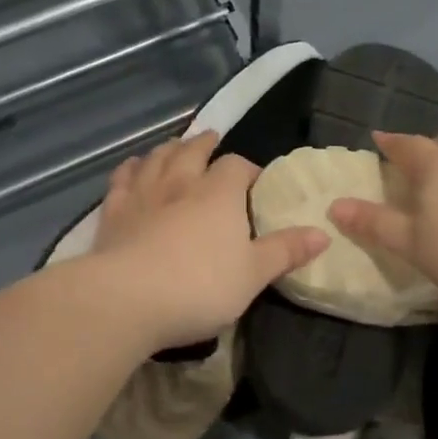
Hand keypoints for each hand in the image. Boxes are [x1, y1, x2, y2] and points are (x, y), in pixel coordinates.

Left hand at [93, 132, 328, 350]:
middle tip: (210, 140)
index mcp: (219, 193)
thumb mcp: (254, 274)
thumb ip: (286, 251)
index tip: (253, 180)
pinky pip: (122, 179)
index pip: (236, 166)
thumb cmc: (201, 286)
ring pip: (156, 158)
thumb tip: (324, 233)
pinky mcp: (112, 211)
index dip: (246, 169)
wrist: (129, 298)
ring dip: (168, 149)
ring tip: (174, 147)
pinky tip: (132, 168)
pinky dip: (130, 169)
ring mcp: (143, 193)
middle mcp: (181, 182)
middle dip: (204, 145)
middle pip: (192, 151)